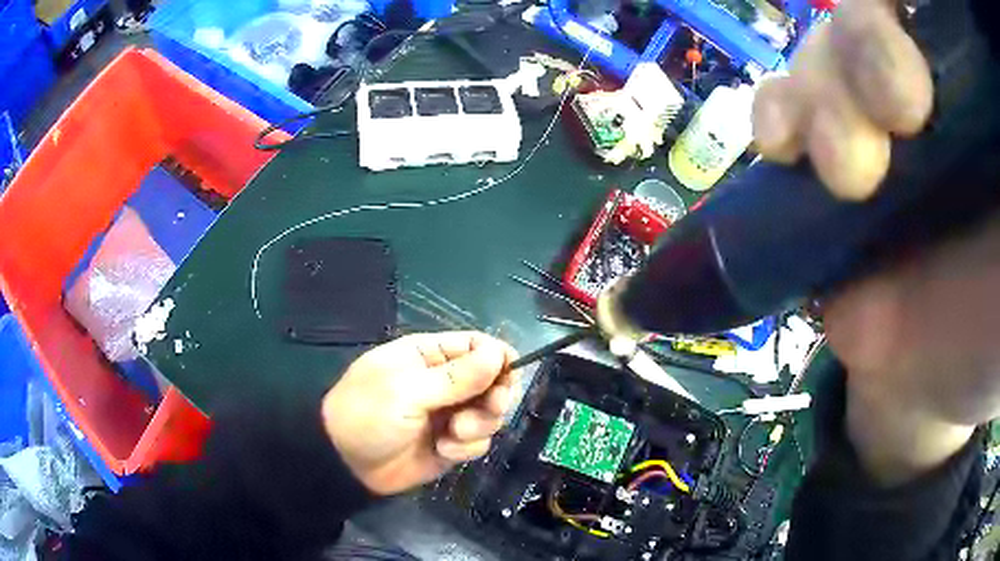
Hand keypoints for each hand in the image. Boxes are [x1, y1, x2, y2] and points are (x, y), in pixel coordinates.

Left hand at [322, 332, 518, 494]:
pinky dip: (466, 447)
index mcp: (429, 356)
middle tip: (488, 408)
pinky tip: (443, 450)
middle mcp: (444, 383)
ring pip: (490, 414)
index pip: (478, 346)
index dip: (499, 358)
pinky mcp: (452, 443)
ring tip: (453, 435)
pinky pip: (478, 441)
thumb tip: (500, 353)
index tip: (507, 377)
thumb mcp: (406, 391)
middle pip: (494, 380)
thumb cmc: (367, 416)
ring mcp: (449, 414)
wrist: (346, 465)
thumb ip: (455, 377)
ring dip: (479, 425)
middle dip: (495, 396)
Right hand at [754, 0, 996, 483]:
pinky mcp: (825, 158)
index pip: (927, 14)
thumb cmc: (991, 332)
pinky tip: (782, 146)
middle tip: (899, 112)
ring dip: (823, 92)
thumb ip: (997, 163)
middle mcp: (924, 86)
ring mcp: (871, 116)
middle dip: (870, 44)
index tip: (910, 21)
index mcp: (969, 100)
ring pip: (825, 50)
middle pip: (872, 14)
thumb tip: (976, 94)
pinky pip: (785, 100)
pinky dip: (777, 111)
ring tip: (845, 174)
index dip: (910, 3)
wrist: (927, 384)